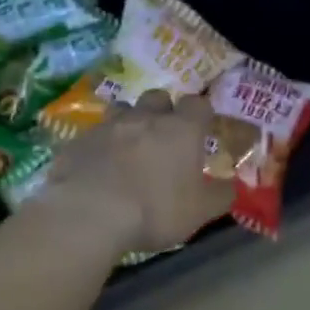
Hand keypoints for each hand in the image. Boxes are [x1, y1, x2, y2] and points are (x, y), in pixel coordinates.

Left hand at [41, 90, 235, 254]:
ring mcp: (108, 125)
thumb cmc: (154, 210)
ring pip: (122, 108)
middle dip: (163, 110)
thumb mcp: (199, 212)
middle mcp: (145, 117)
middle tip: (164, 136)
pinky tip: (98, 166)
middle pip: (158, 97)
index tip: (202, 129)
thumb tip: (230, 186)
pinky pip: (93, 135)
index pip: (198, 104)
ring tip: (129, 146)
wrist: (88, 213)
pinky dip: (100, 145)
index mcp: (181, 129)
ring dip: (128, 121)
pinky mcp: (78, 140)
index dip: (201, 114)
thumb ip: (219, 196)